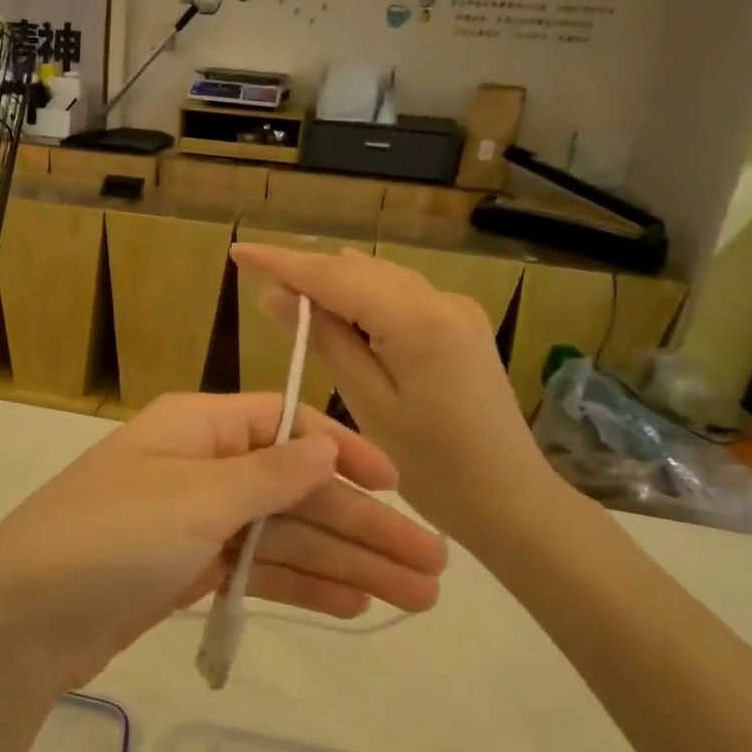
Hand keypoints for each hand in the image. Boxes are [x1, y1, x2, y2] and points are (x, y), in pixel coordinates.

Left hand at [0, 392, 447, 690]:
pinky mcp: (187, 572)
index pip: (285, 425)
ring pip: (283, 536)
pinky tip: (354, 605)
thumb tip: (326, 446)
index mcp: (197, 428)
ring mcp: (194, 523)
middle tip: (433, 567)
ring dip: (346, 562)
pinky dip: (303, 586)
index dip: (345, 453)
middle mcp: (200, 467)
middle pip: (295, 489)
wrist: (24, 620)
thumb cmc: (112, 537)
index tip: (399, 486)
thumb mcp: (195, 497)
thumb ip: (268, 473)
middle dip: (362, 524)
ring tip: (414, 597)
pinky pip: (258, 570)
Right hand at [231, 244, 575, 560]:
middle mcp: (441, 299)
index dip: (282, 262)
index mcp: (418, 321)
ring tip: (286, 295)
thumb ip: (325, 341)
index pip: (334, 275)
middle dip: (305, 271)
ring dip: (333, 283)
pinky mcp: (461, 325)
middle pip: (357, 270)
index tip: (239, 251)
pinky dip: (363, 298)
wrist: (512, 500)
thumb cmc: (434, 467)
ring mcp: (457, 309)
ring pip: (378, 278)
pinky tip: (338, 311)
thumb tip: (277, 296)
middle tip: (255, 279)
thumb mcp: (368, 404)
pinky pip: (399, 296)